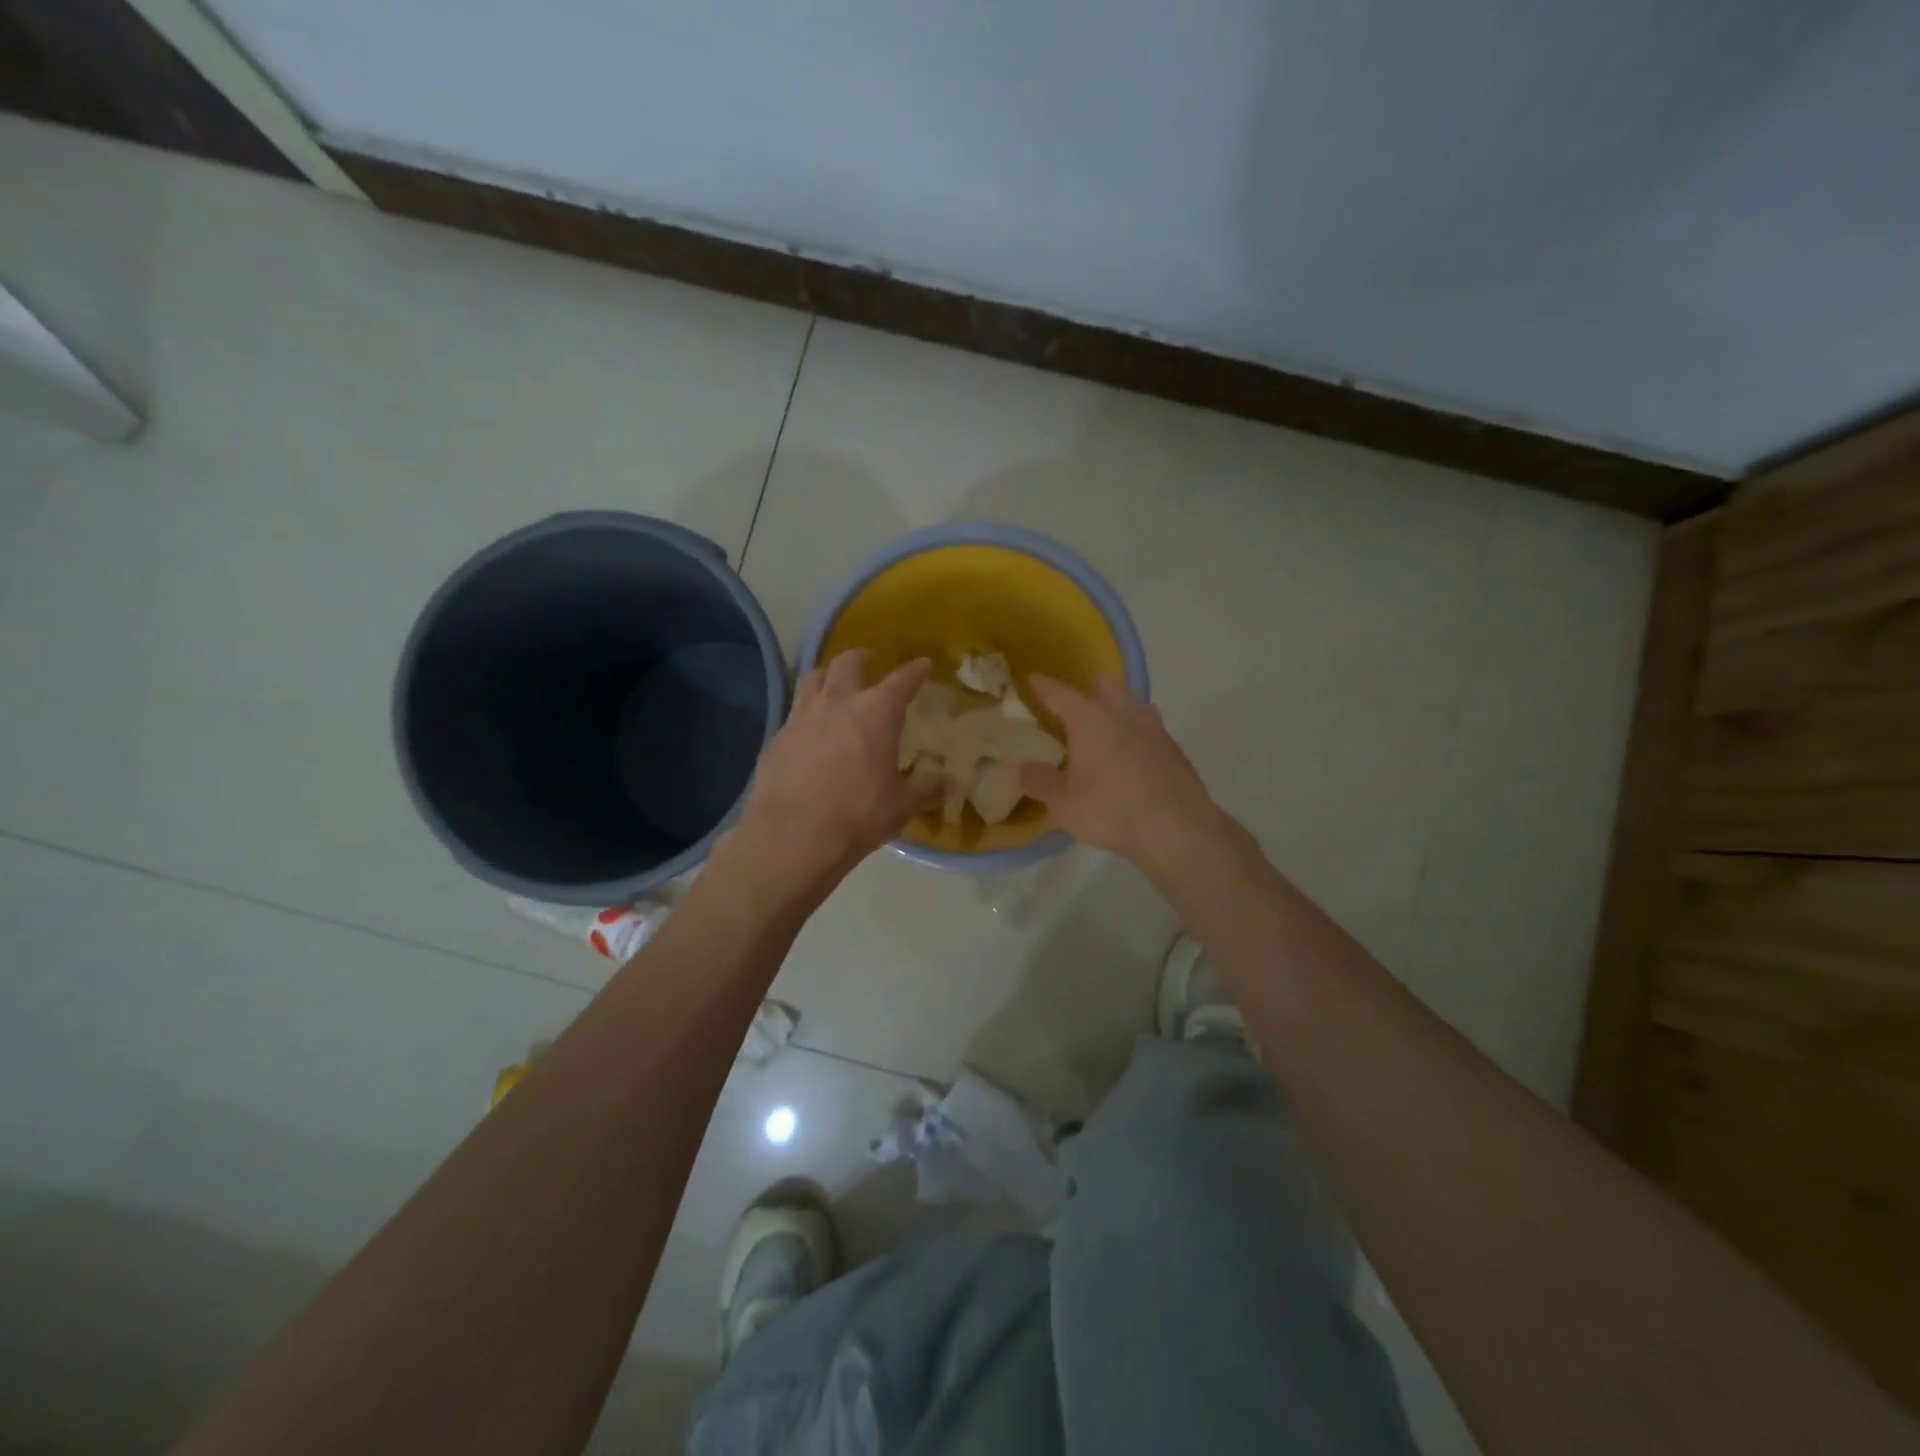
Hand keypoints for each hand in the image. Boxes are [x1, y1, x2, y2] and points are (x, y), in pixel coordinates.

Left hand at [736, 650, 943, 895]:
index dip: (915, 671)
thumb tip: (951, 783)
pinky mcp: (777, 737)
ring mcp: (802, 716)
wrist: (792, 836)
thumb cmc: (857, 815)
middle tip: (870, 662)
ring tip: (834, 686)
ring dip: (828, 677)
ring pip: (813, 678)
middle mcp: (838, 702)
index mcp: (877, 712)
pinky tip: (810, 732)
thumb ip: (926, 789)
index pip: (902, 680)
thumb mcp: (901, 806)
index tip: (922, 665)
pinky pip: (794, 712)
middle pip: (848, 663)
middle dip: (862, 659)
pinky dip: (807, 713)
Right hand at [1020, 675, 1220, 868]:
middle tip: (1077, 695)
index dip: (1044, 686)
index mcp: (1090, 718)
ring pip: (1133, 704)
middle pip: (1106, 688)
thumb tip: (1021, 767)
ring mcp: (1154, 729)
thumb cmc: (1110, 809)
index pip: (1061, 694)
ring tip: (1108, 716)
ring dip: (1119, 705)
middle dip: (1090, 687)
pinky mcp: (1174, 750)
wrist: (1176, 828)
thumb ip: (1040, 781)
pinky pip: (1150, 728)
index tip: (1033, 679)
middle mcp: (1123, 713)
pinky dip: (1137, 730)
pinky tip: (1133, 748)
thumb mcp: (1063, 801)